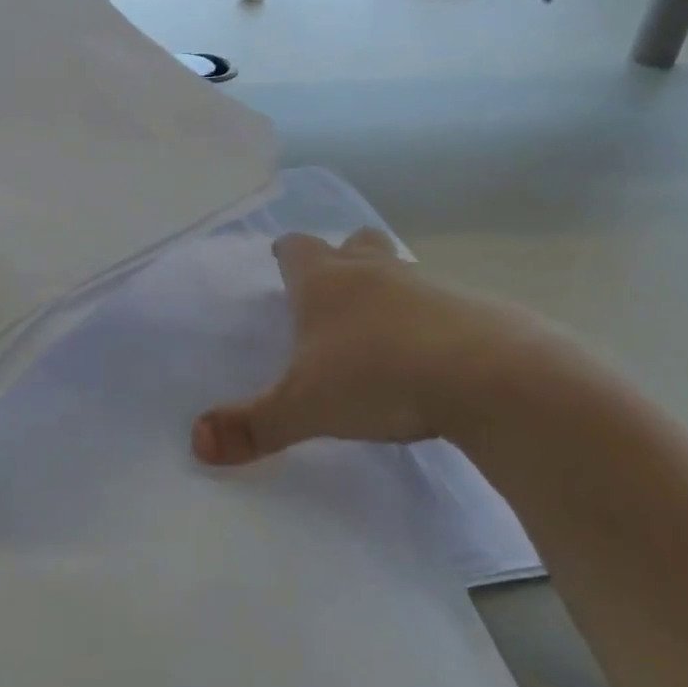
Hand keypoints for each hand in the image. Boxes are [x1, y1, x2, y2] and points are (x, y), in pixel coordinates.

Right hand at [192, 229, 574, 466]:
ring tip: (381, 327)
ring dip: (388, 287)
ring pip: (402, 271)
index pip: (298, 249)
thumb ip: (251, 426)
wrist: (492, 377)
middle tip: (333, 286)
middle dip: (342, 256)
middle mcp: (376, 272)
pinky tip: (434, 355)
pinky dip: (432, 319)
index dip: (287, 253)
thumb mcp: (304, 408)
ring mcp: (430, 285)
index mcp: (327, 283)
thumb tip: (195, 443)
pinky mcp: (477, 308)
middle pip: (355, 243)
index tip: (281, 259)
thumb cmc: (379, 378)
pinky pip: (445, 303)